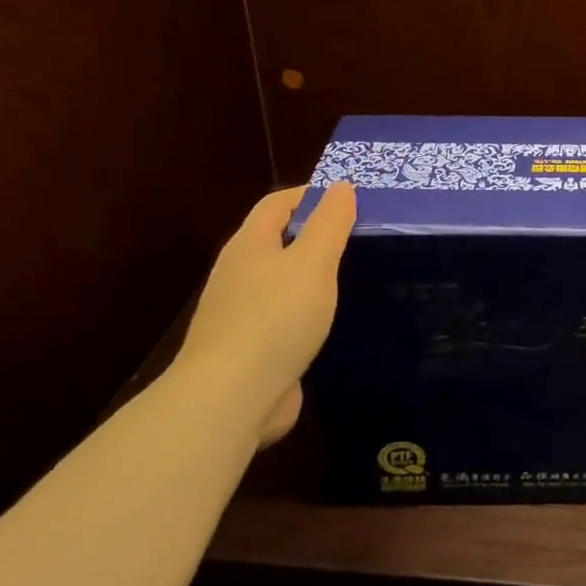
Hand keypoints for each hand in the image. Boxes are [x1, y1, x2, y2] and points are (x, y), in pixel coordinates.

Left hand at [172, 182, 356, 444]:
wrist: (228, 400)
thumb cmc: (275, 318)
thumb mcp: (313, 262)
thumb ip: (330, 223)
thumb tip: (340, 186)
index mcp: (249, 245)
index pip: (277, 203)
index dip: (311, 194)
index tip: (350, 199)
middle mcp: (238, 275)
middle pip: (276, 241)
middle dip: (313, 235)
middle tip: (358, 237)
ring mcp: (238, 316)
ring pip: (279, 283)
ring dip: (309, 277)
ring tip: (350, 279)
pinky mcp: (247, 351)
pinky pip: (281, 319)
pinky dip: (304, 314)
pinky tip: (328, 325)